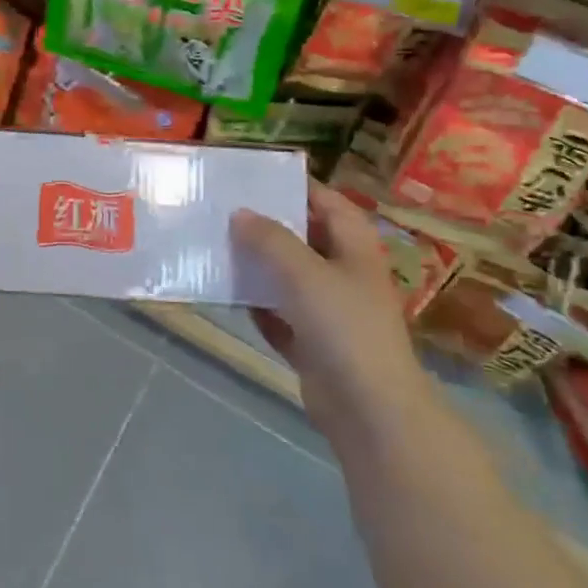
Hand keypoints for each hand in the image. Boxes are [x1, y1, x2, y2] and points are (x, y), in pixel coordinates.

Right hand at [232, 181, 427, 435]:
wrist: (370, 410)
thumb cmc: (343, 327)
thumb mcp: (304, 273)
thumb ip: (270, 239)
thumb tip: (241, 213)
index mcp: (355, 249)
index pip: (329, 203)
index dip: (298, 187)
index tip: (257, 176)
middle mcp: (346, 275)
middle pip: (305, 238)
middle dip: (269, 226)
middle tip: (225, 210)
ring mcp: (331, 312)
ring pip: (289, 278)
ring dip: (258, 266)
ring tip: (217, 247)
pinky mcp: (314, 344)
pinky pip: (280, 315)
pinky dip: (258, 306)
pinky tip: (229, 296)